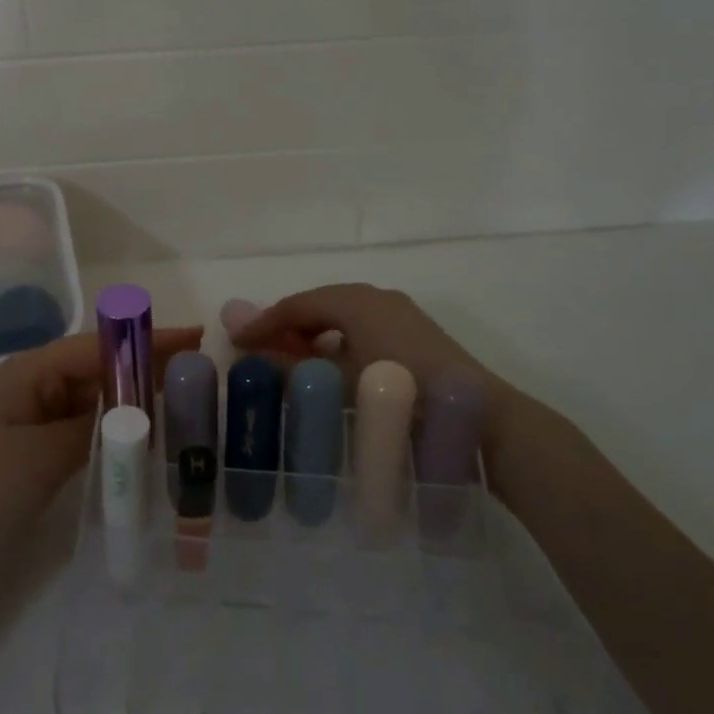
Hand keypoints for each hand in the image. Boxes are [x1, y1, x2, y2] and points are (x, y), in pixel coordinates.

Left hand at [0, 325, 201, 607]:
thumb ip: (92, 430)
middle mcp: (33, 390)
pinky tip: (145, 448)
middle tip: (203, 376)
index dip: (148, 340)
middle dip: (148, 369)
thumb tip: (140, 411)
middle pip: (101, 370)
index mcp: (29, 374)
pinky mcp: (33, 460)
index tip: (197, 338)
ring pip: (95, 405)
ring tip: (186, 407)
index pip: (100, 346)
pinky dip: (115, 437)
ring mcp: (33, 427)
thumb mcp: (37, 459)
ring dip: (135, 404)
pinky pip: (84, 436)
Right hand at [232, 284, 542, 483]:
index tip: (234, 343)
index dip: (262, 323)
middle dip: (287, 327)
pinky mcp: (415, 333)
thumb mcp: (336, 382)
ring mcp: (400, 313)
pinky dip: (339, 343)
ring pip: (342, 317)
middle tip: (260, 352)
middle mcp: (377, 296)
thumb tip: (246, 349)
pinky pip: (363, 328)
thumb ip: (287, 365)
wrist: (480, 418)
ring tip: (292, 363)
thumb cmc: (400, 394)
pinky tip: (334, 370)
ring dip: (313, 336)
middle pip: (319, 305)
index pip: (296, 304)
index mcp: (355, 299)